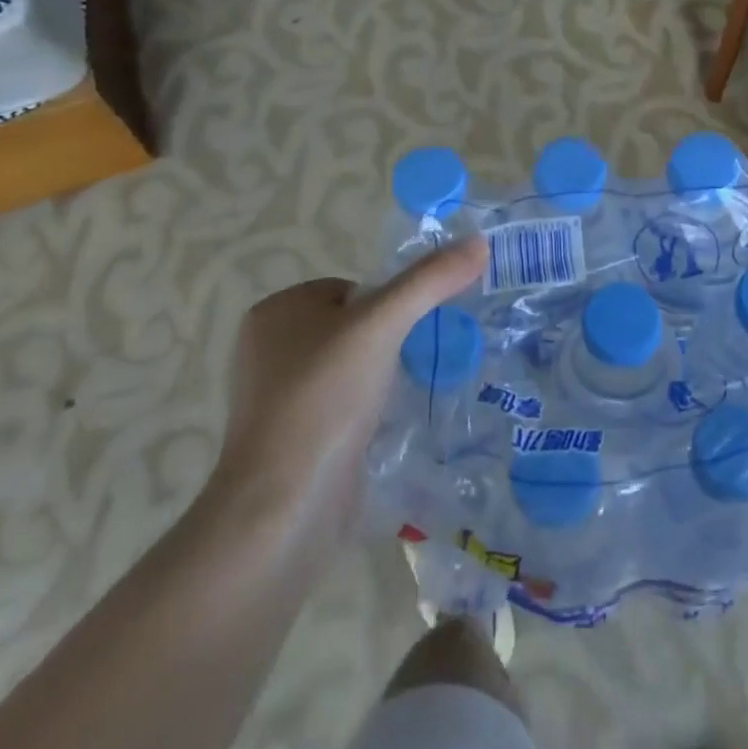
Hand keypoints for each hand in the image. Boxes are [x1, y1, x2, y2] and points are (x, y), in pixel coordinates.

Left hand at [203, 238, 488, 538]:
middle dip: (388, 345)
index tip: (409, 335)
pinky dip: (365, 413)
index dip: (388, 307)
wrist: (284, 506)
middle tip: (412, 367)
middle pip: (353, 328)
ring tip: (403, 398)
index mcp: (276, 312)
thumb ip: (430, 281)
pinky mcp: (290, 439)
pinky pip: (340, 408)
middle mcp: (268, 349)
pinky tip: (384, 429)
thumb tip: (478, 242)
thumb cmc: (324, 398)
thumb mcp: (383, 325)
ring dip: (380, 380)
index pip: (352, 289)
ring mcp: (276, 398)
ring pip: (349, 369)